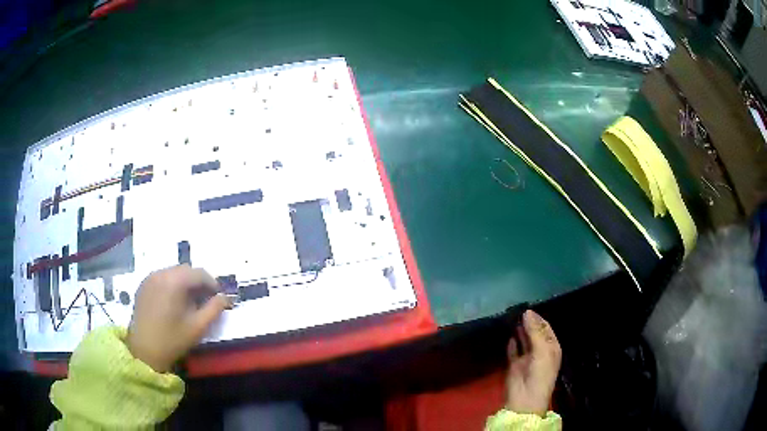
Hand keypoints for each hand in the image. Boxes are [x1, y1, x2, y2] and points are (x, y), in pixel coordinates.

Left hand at [126, 265, 230, 371]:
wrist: (144, 350)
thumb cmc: (172, 339)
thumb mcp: (198, 327)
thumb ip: (214, 309)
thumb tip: (225, 297)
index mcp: (175, 281)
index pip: (199, 273)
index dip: (212, 284)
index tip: (218, 298)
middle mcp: (161, 273)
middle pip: (185, 270)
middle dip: (198, 282)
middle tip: (205, 301)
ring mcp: (150, 278)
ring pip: (173, 273)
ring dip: (185, 283)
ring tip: (189, 302)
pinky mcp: (143, 285)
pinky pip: (162, 278)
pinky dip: (172, 285)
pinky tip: (173, 303)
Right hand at [505, 310, 561, 416]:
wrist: (525, 398)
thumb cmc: (540, 373)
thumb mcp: (542, 350)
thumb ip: (535, 331)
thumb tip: (527, 311)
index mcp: (551, 347)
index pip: (546, 328)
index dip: (538, 318)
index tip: (527, 307)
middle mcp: (540, 350)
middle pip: (534, 332)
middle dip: (528, 322)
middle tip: (516, 309)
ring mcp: (527, 358)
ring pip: (523, 340)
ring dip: (519, 330)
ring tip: (511, 317)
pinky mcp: (514, 364)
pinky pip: (513, 350)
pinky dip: (511, 343)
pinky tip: (508, 334)